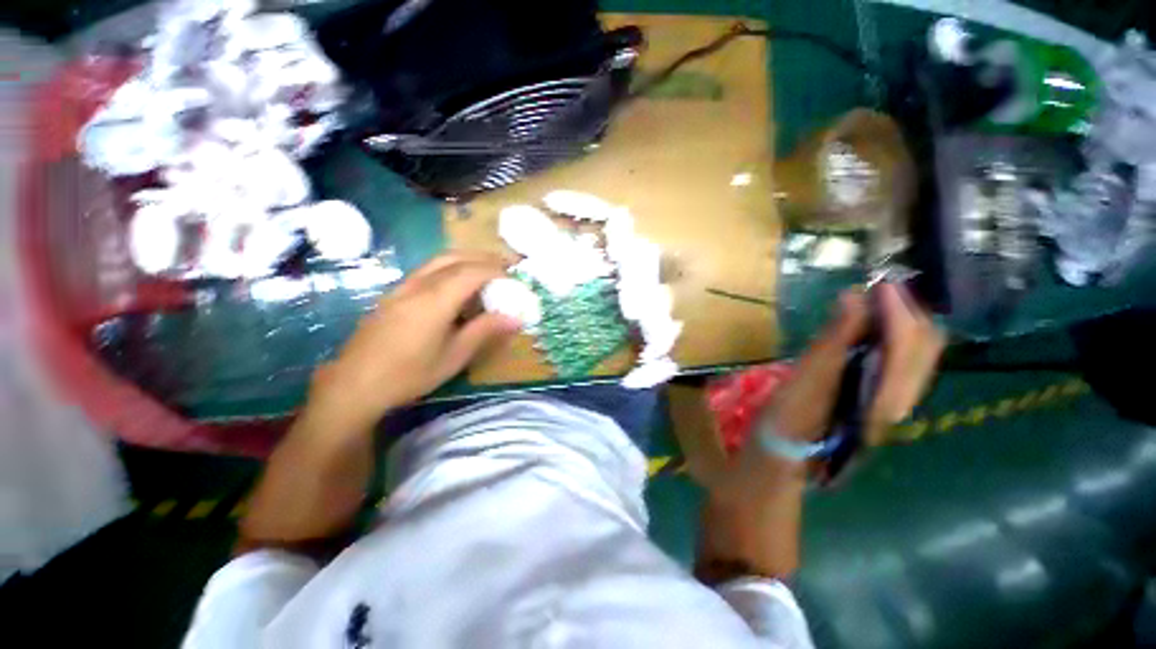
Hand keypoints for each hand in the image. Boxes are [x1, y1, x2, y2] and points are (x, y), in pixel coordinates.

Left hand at [307, 252, 520, 429]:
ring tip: (485, 272)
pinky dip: (449, 268)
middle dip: (483, 258)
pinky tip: (455, 287)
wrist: (354, 385)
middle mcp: (418, 285)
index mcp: (435, 300)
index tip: (513, 280)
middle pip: (455, 257)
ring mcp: (402, 287)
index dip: (496, 271)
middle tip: (504, 267)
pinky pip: (426, 270)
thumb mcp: (454, 356)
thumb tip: (516, 319)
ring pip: (438, 260)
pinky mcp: (393, 294)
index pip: (472, 271)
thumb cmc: (410, 374)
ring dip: (465, 259)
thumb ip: (485, 330)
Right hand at [767, 282, 943, 443]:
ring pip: (914, 354)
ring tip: (875, 303)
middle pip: (924, 347)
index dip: (897, 309)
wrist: (784, 455)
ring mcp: (891, 400)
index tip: (878, 283)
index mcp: (887, 395)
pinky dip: (889, 339)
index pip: (909, 343)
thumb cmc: (790, 417)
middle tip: (879, 289)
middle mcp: (900, 398)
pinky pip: (898, 362)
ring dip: (900, 324)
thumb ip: (835, 338)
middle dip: (907, 312)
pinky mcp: (877, 399)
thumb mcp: (808, 377)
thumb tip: (854, 296)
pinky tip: (867, 330)